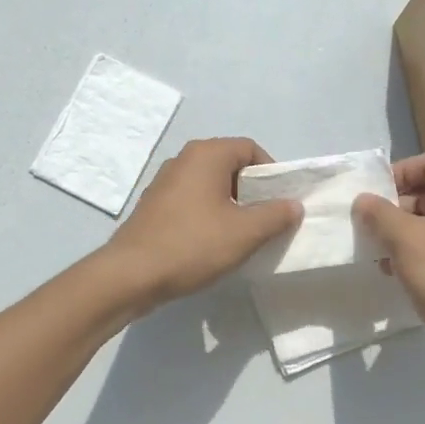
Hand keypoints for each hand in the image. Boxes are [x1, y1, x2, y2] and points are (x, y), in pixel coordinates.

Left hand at [102, 138, 300, 312]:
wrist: (131, 274)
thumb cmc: (192, 245)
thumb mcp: (244, 233)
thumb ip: (275, 215)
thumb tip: (293, 205)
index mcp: (206, 154)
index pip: (250, 148)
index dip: (271, 172)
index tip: (280, 202)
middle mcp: (183, 159)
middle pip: (230, 164)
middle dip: (252, 190)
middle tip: (265, 219)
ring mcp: (165, 181)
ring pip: (210, 184)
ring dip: (231, 204)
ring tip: (242, 234)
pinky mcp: (154, 204)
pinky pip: (192, 200)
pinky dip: (208, 213)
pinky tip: (212, 242)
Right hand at [353, 152, 424, 387]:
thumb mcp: (405, 240)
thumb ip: (379, 214)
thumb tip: (364, 200)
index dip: (400, 171)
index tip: (374, 196)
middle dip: (395, 206)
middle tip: (370, 227)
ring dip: (401, 233)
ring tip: (378, 255)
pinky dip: (416, 254)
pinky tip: (395, 275)